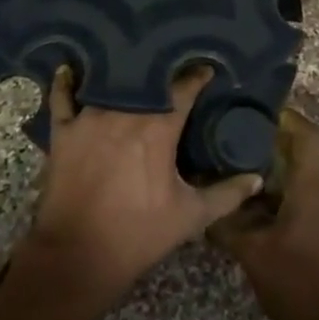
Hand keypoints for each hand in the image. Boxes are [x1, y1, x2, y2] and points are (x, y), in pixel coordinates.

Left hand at [22, 65, 261, 301]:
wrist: (78, 256)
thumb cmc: (138, 234)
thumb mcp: (190, 217)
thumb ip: (226, 194)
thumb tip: (256, 179)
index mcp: (158, 127)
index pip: (184, 89)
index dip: (197, 77)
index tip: (206, 70)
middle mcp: (124, 111)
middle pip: (146, 80)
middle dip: (160, 71)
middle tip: (170, 65)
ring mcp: (90, 118)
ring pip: (108, 83)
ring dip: (121, 74)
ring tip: (131, 62)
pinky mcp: (63, 131)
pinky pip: (62, 98)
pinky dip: (65, 83)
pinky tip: (68, 69)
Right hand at [212, 108, 318, 319]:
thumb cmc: (296, 282)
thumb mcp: (252, 252)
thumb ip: (227, 225)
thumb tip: (203, 207)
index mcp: (313, 186)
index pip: (308, 134)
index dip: (287, 117)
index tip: (259, 112)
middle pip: (306, 154)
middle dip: (275, 145)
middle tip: (240, 142)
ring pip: (306, 179)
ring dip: (279, 174)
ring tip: (243, 175)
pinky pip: (310, 200)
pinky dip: (287, 196)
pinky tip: (260, 212)